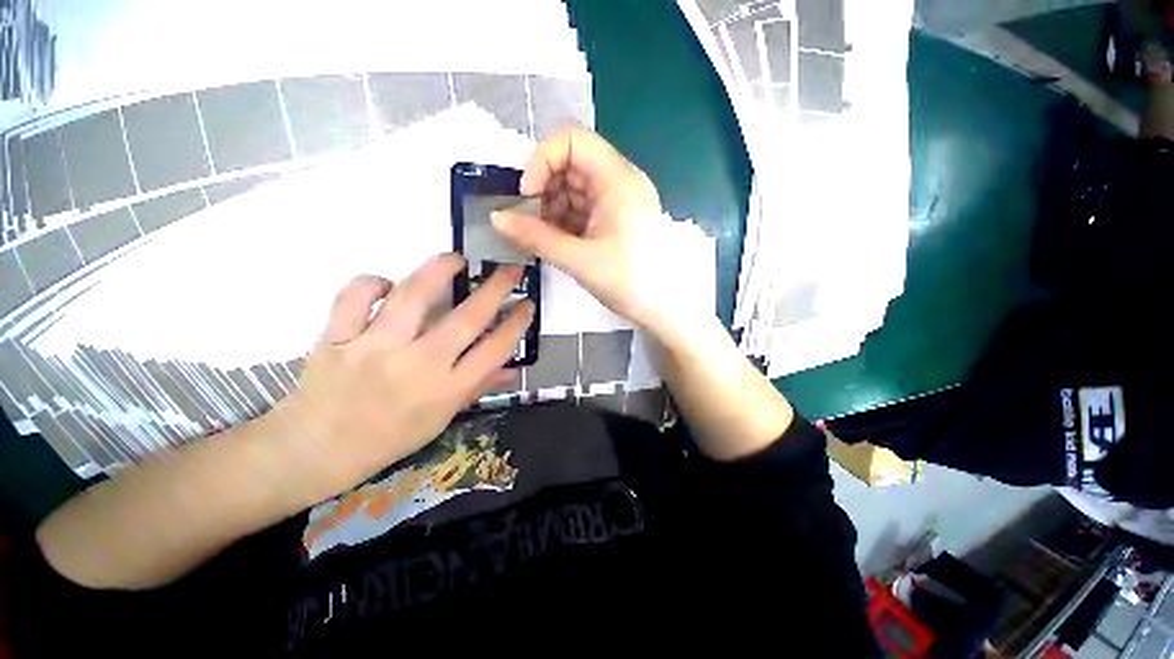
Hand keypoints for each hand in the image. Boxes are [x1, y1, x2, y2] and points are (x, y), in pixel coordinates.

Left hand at [268, 255, 532, 504]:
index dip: (517, 323)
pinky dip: (373, 283)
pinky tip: (386, 285)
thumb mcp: (441, 419)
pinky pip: (356, 296)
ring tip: (456, 258)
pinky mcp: (336, 338)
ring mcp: (374, 349)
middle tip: (511, 268)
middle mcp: (418, 366)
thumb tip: (512, 369)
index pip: (495, 349)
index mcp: (446, 390)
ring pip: (413, 296)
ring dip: (440, 269)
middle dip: (496, 288)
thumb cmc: (388, 438)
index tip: (527, 303)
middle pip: (467, 318)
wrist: (315, 450)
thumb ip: (478, 388)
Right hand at [492, 126, 705, 338]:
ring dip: (552, 209)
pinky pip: (582, 209)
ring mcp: (618, 202)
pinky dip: (565, 222)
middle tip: (531, 223)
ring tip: (544, 238)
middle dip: (544, 190)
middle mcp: (619, 181)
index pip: (572, 140)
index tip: (526, 195)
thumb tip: (496, 218)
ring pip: (574, 189)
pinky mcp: (615, 220)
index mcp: (617, 179)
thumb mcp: (580, 259)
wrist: (665, 309)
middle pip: (571, 164)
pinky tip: (558, 243)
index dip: (542, 159)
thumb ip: (536, 237)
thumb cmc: (630, 282)